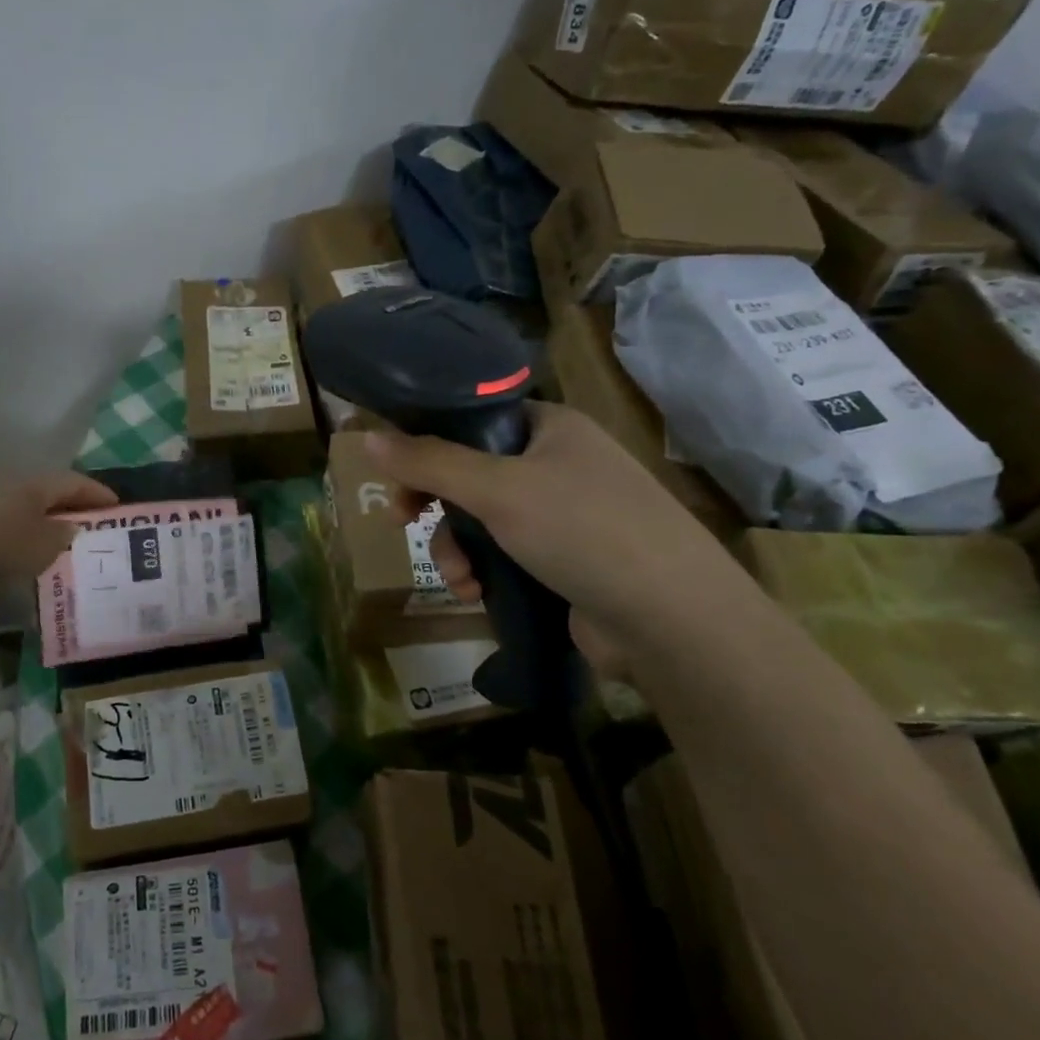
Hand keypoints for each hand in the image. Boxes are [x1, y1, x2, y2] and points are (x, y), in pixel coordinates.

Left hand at [0, 471, 118, 585]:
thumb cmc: (13, 545)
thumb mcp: (50, 541)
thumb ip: (67, 532)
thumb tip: (72, 527)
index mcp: (37, 486)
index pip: (74, 482)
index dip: (97, 492)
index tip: (116, 506)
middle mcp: (18, 491)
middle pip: (55, 494)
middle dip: (77, 506)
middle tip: (98, 520)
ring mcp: (0, 509)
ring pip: (38, 510)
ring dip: (58, 520)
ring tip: (76, 536)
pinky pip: (24, 525)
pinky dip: (40, 533)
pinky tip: (48, 547)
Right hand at [365, 404, 741, 654]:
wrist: (673, 621)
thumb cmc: (583, 531)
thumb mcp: (497, 490)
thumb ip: (429, 462)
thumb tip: (367, 438)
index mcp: (551, 428)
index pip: (473, 418)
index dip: (428, 441)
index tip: (396, 472)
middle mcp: (559, 464)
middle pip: (471, 472)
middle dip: (436, 504)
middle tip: (403, 521)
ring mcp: (566, 515)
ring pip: (483, 520)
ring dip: (457, 548)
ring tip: (459, 579)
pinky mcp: (566, 561)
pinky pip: (505, 554)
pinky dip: (483, 571)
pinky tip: (476, 594)